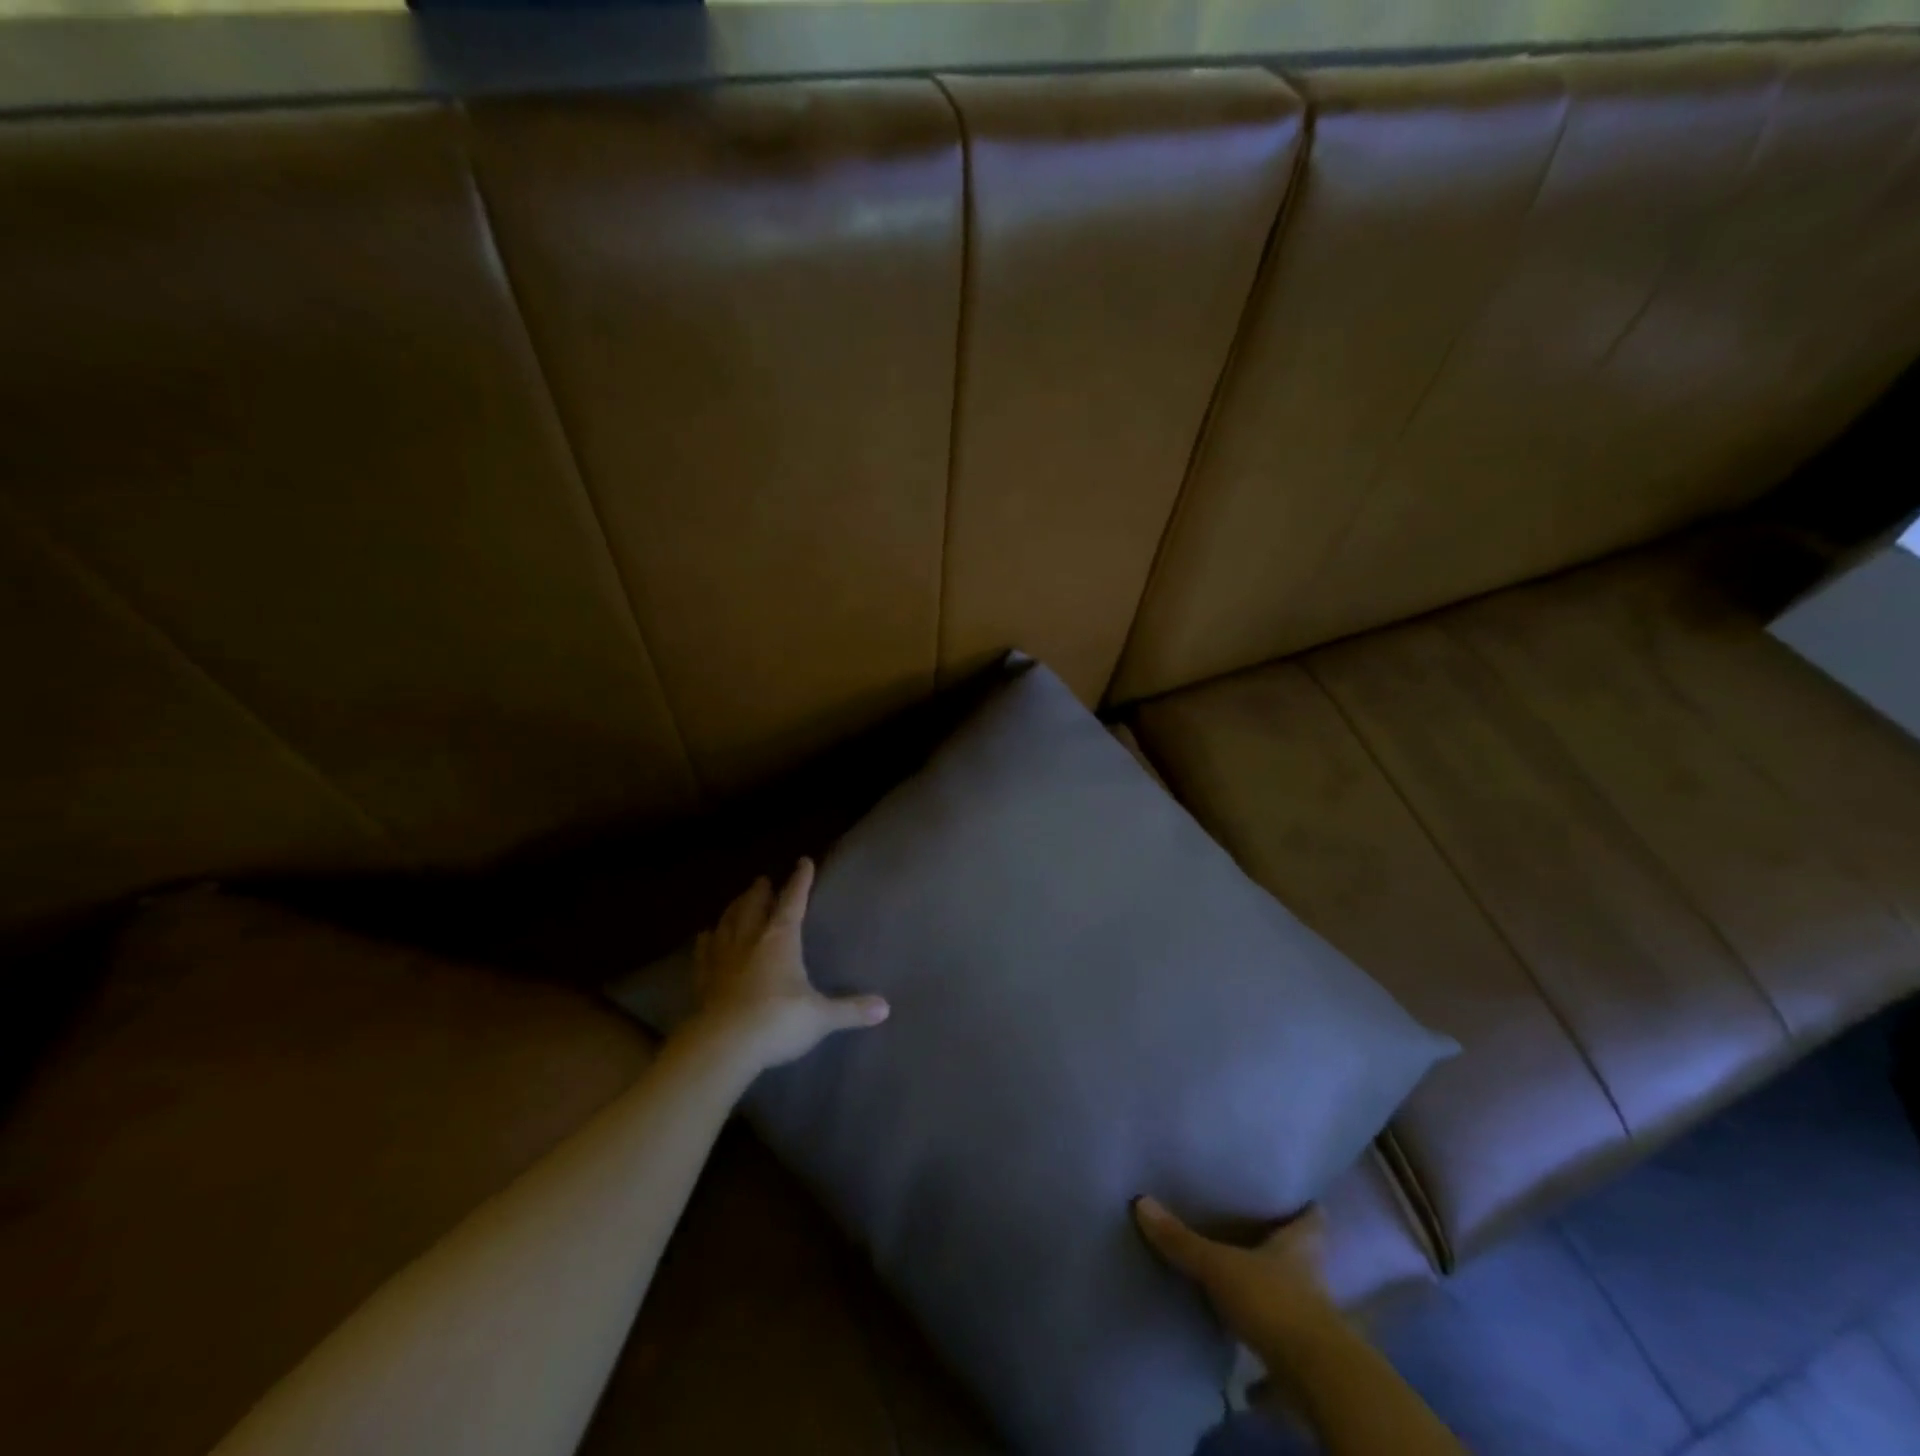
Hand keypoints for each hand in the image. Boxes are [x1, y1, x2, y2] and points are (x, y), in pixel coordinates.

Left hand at [686, 858, 888, 1070]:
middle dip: (760, 892)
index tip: (803, 862)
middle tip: (762, 880)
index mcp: (781, 939)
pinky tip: (704, 936)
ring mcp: (722, 959)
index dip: (800, 881)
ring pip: (727, 923)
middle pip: (753, 906)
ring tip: (737, 900)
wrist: (724, 1046)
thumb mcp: (821, 1017)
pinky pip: (704, 952)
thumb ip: (851, 1010)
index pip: (793, 901)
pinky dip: (706, 940)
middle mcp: (750, 940)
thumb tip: (885, 1008)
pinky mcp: (703, 980)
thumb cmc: (778, 1021)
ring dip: (733, 909)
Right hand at [1133, 1198, 1341, 1359]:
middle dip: (1286, 1252)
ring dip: (1275, 1298)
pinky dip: (1268, 1360)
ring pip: (1296, 1302)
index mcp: (1299, 1247)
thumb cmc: (1273, 1302)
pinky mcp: (1307, 1362)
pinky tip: (1246, 1373)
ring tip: (1245, 1289)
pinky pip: (1284, 1352)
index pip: (1312, 1219)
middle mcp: (1312, 1280)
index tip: (1297, 1197)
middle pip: (1305, 1259)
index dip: (1306, 1208)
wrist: (1315, 1379)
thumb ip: (1182, 1240)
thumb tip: (1141, 1201)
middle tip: (1257, 1235)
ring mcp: (1313, 1323)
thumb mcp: (1219, 1266)